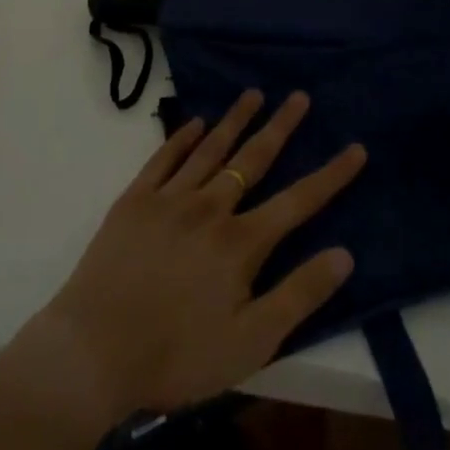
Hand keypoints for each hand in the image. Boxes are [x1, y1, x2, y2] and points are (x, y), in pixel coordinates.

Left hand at [22, 90, 364, 424]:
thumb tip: (344, 254)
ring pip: (211, 149)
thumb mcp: (251, 342)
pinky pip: (164, 158)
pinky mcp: (135, 201)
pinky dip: (182, 137)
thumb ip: (299, 295)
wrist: (94, 350)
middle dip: (281, 126)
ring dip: (235, 119)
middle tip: (299, 96)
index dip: (331, 175)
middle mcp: (210, 208)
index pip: (298, 201)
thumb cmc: (178, 355)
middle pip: (254, 159)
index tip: (356, 148)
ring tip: (254, 94)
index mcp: (241, 242)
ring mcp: (170, 199)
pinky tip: (194, 122)